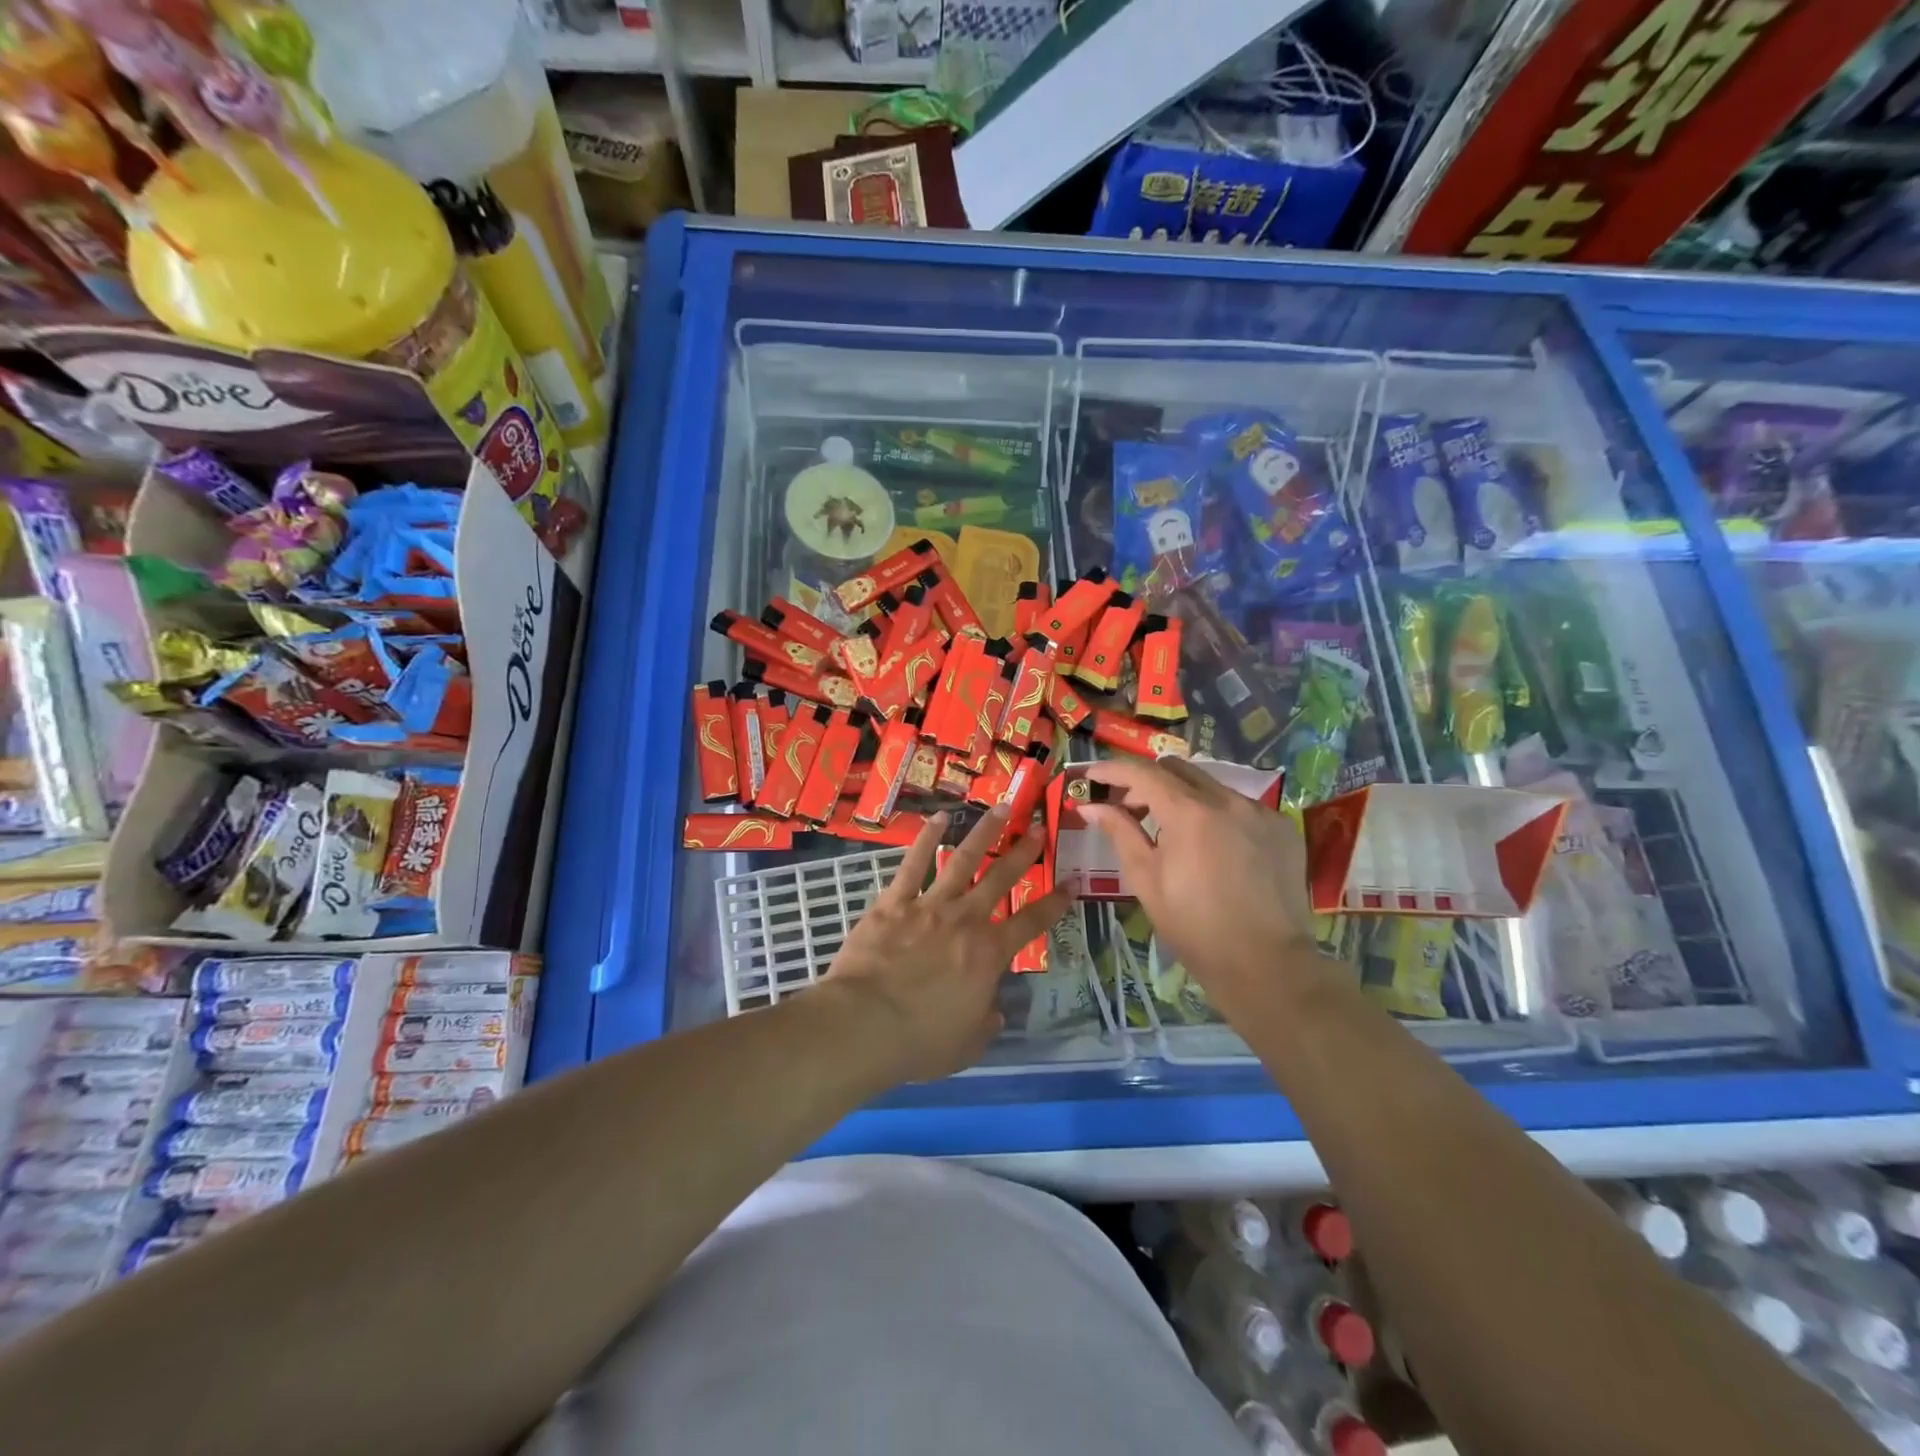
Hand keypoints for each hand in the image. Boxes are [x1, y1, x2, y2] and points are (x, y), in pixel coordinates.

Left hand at [821, 807, 1073, 1085]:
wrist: (865, 1023)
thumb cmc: (920, 1041)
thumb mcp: (966, 1046)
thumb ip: (985, 1024)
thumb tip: (995, 1012)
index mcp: (989, 954)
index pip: (1032, 922)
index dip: (1055, 902)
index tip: (1072, 882)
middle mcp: (965, 920)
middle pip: (1001, 878)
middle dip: (1023, 852)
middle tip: (1039, 828)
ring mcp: (929, 905)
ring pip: (962, 860)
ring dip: (983, 833)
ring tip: (1000, 808)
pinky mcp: (894, 902)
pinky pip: (913, 864)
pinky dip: (926, 838)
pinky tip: (939, 817)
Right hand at [1080, 757, 1329, 1022]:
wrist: (1266, 965)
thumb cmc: (1194, 927)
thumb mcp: (1146, 880)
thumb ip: (1120, 832)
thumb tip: (1091, 806)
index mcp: (1190, 813)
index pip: (1143, 773)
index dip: (1113, 769)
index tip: (1092, 775)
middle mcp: (1228, 801)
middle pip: (1177, 769)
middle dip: (1147, 781)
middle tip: (1129, 808)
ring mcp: (1260, 812)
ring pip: (1210, 786)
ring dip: (1182, 797)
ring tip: (1170, 831)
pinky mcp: (1282, 827)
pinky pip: (1240, 806)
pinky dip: (1216, 814)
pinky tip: (1211, 847)